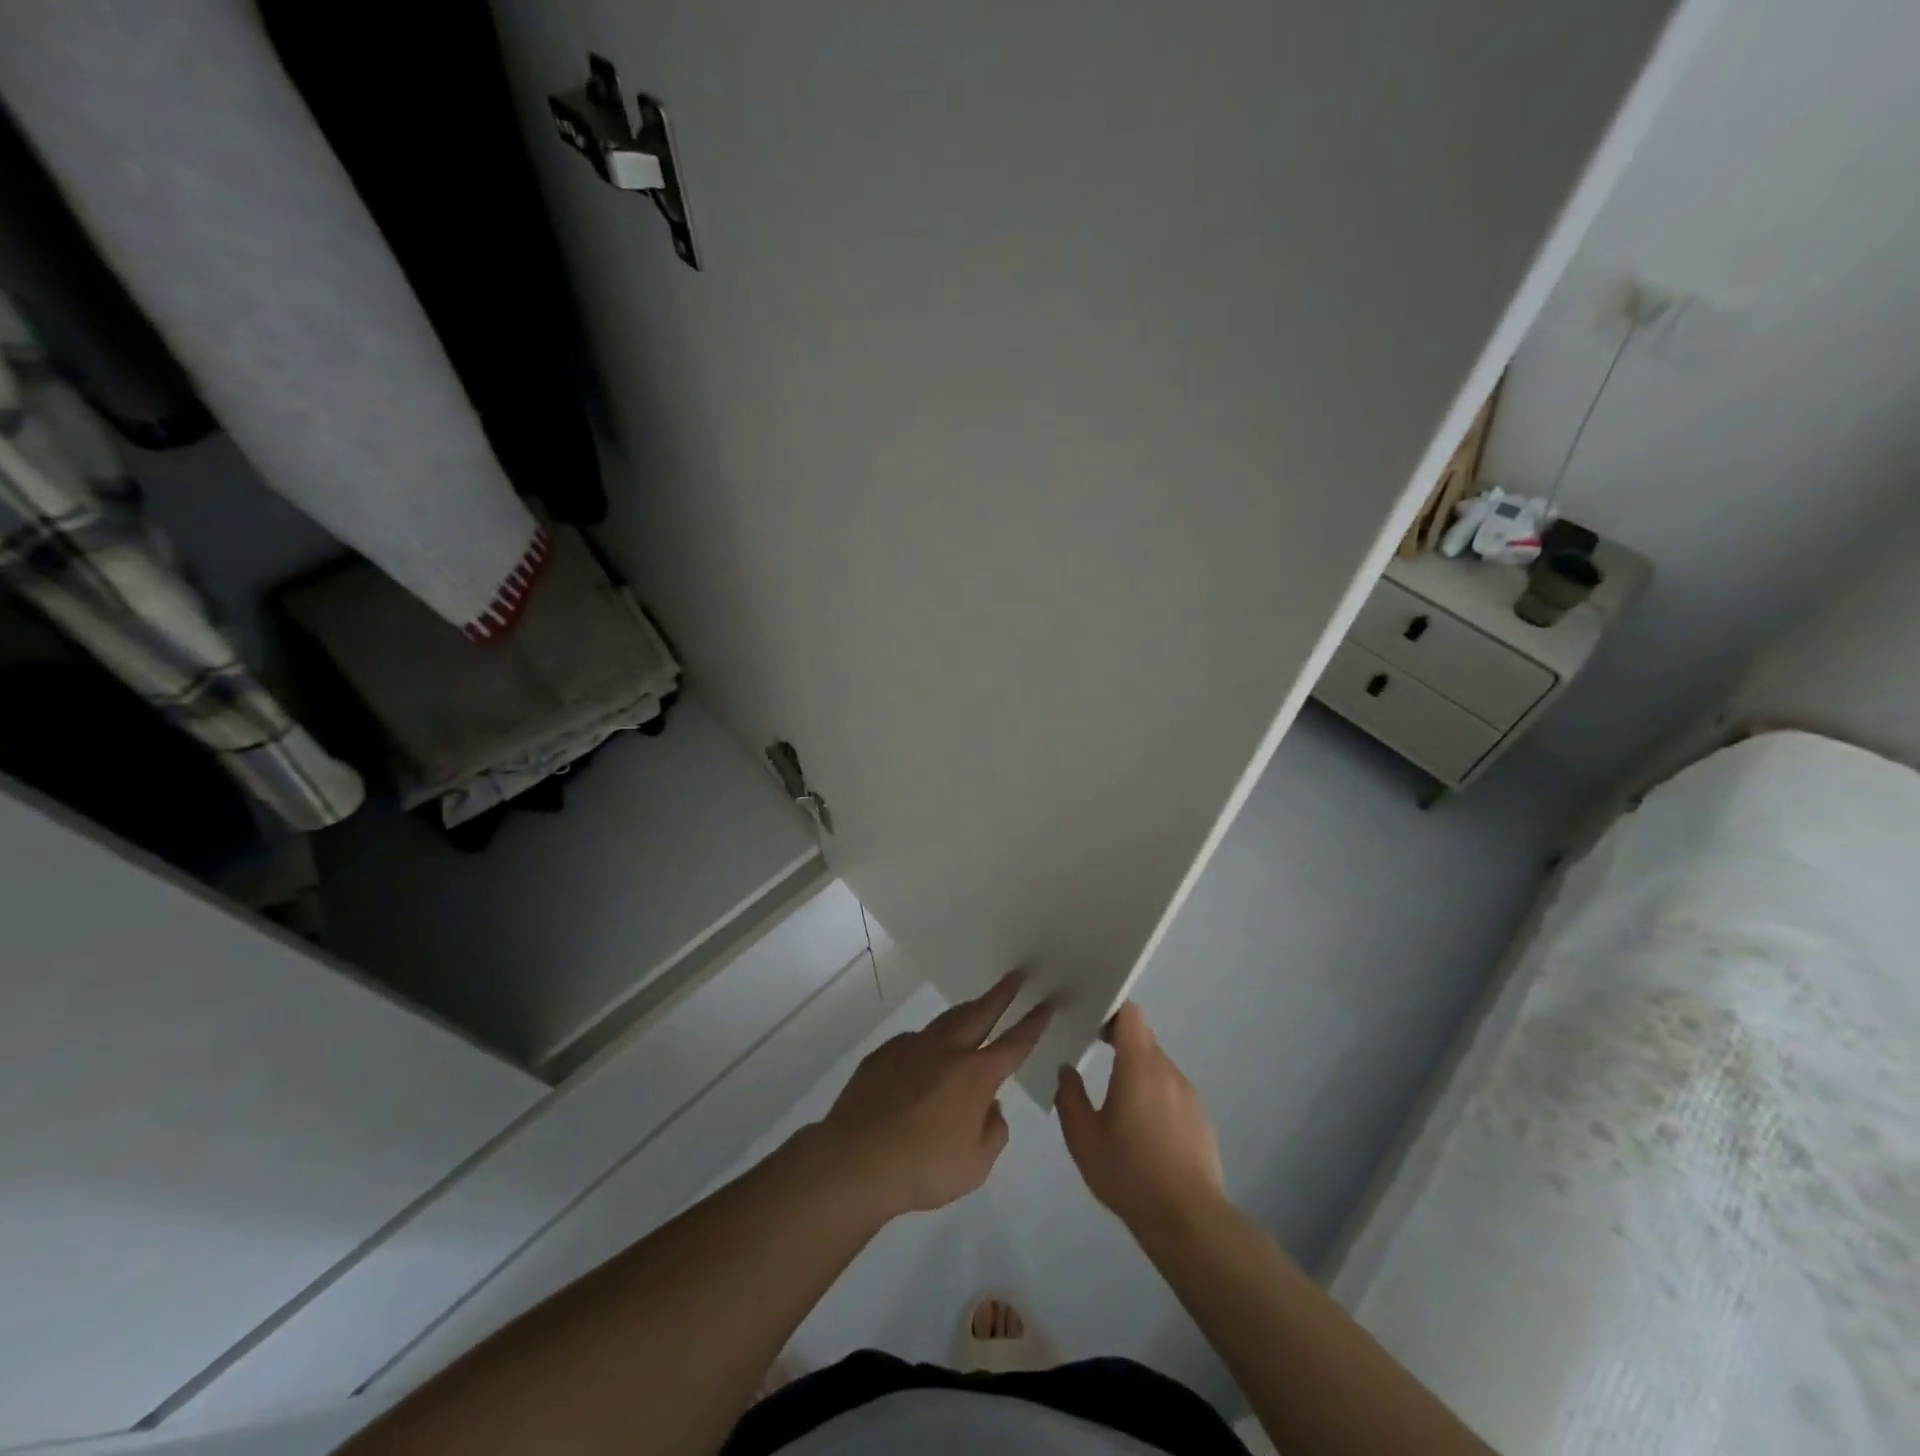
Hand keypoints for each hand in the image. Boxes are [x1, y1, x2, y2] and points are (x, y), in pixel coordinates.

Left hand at [815, 972, 1052, 1221]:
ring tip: (976, 1005)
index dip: (1033, 1023)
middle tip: (1015, 976)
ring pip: (946, 1021)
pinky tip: (924, 1057)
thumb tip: (990, 1106)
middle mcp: (947, 1051)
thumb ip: (993, 1131)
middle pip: (980, 1013)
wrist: (857, 1159)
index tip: (1046, 1003)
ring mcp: (912, 1048)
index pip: (1014, 1043)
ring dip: (966, 1010)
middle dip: (1001, 994)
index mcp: (976, 1075)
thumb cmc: (924, 1167)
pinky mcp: (884, 1055)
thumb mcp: (976, 1165)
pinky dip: (928, 1043)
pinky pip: (914, 1042)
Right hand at [1055, 1003, 1226, 1237]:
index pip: (1130, 1014)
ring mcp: (1188, 1094)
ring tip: (1119, 1102)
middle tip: (1095, 1058)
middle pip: (1143, 1038)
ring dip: (1138, 1072)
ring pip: (1158, 1066)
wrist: (1188, 1219)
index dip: (1111, 1011)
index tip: (1091, 1024)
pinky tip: (1145, 1130)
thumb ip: (1069, 1097)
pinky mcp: (1201, 1118)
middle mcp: (1167, 1070)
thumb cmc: (1129, 1173)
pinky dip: (1156, 1096)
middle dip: (1120, 1042)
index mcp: (1138, 1065)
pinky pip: (1173, 1092)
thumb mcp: (1083, 1138)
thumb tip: (1067, 1070)